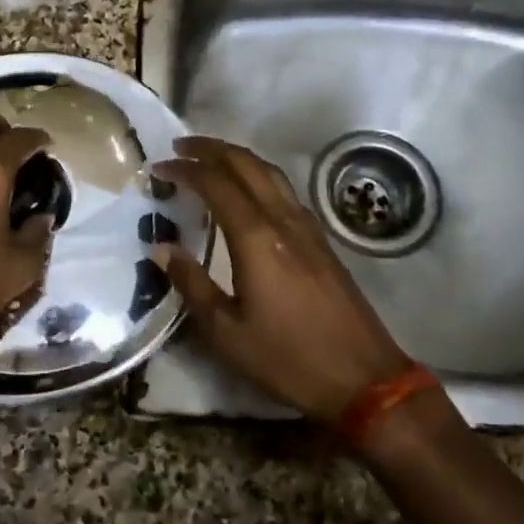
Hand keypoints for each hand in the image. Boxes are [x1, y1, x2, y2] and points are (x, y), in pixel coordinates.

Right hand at [155, 136, 413, 421]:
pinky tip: (250, 193)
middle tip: (180, 146)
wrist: (364, 377)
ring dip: (237, 157)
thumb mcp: (227, 332)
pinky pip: (285, 191)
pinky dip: (259, 176)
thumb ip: (192, 285)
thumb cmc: (288, 358)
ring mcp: (307, 227)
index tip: (159, 167)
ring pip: (270, 172)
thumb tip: (161, 248)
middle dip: (211, 149)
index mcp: (256, 238)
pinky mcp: (321, 241)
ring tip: (210, 159)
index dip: (185, 169)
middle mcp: (283, 220)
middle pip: (246, 164)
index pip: (215, 184)